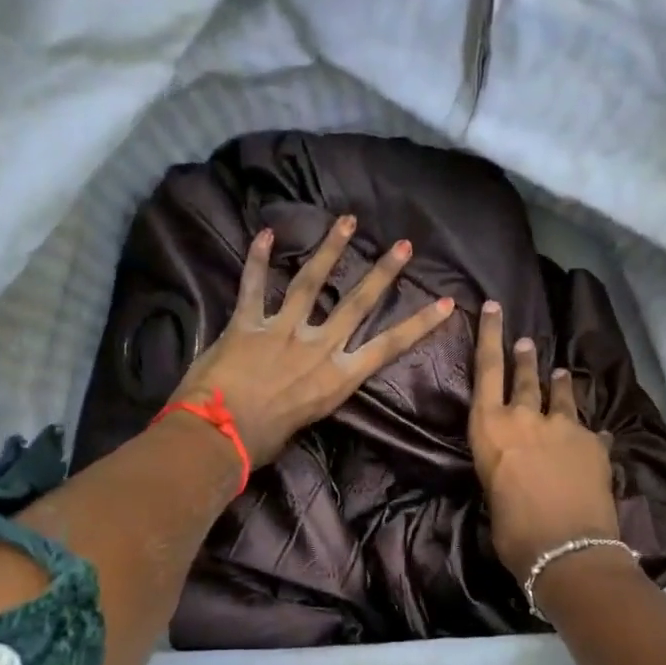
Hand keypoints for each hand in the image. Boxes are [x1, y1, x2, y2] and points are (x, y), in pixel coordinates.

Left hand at [172, 214, 454, 466]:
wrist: (221, 436)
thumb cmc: (263, 442)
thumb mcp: (306, 422)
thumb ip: (312, 395)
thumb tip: (303, 386)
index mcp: (337, 378)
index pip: (388, 346)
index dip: (419, 324)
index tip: (445, 303)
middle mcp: (317, 347)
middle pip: (357, 303)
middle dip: (383, 273)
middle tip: (403, 246)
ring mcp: (283, 330)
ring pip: (311, 283)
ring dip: (330, 249)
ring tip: (348, 222)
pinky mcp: (247, 324)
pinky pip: (253, 286)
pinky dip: (257, 259)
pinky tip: (265, 233)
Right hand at [469, 300, 620, 580]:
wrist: (567, 548)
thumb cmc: (513, 531)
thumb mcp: (493, 494)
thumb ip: (503, 469)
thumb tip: (515, 469)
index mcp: (490, 429)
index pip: (486, 371)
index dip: (489, 336)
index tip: (493, 307)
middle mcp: (525, 418)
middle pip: (525, 376)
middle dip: (525, 357)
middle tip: (527, 340)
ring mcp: (564, 427)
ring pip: (560, 395)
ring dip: (558, 383)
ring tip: (559, 373)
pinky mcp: (594, 444)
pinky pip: (589, 430)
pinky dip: (587, 432)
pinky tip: (592, 436)